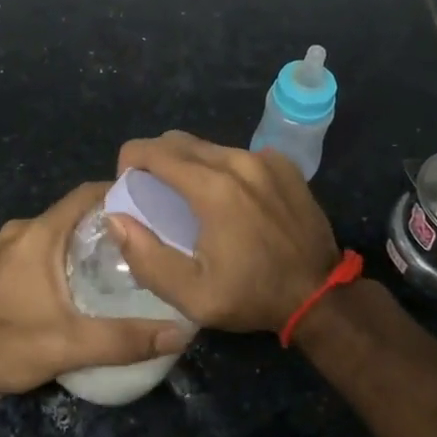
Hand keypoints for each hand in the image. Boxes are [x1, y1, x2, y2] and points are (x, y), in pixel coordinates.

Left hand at [0, 180, 190, 398]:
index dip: (119, 192)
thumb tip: (180, 333)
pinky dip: (65, 255)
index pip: (86, 193)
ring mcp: (5, 249)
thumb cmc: (4, 344)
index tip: (153, 204)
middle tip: (146, 240)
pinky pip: (41, 248)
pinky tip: (83, 284)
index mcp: (39, 233)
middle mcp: (22, 231)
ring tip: (123, 262)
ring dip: (86, 240)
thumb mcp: (69, 345)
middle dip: (109, 221)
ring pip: (56, 232)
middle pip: (74, 212)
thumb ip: (124, 339)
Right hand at [110, 131, 339, 332]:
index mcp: (212, 188)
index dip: (129, 161)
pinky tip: (228, 199)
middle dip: (155, 159)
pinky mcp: (283, 164)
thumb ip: (146, 256)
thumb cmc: (252, 296)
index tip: (126, 185)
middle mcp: (237, 161)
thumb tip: (116, 218)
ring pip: (209, 146)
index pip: (154, 151)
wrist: (320, 295)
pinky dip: (221, 168)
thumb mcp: (192, 295)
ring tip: (187, 197)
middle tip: (150, 192)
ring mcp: (264, 159)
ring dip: (188, 164)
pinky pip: (238, 154)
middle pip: (179, 141)